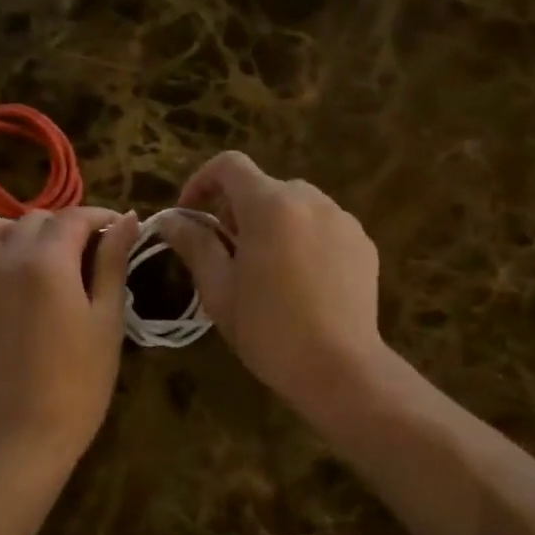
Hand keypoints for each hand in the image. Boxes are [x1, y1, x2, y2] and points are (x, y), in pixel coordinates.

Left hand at [0, 206, 138, 463]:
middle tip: (92, 252)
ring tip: (47, 259)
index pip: (74, 217)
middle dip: (66, 226)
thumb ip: (113, 262)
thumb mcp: (107, 318)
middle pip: (36, 219)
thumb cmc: (81, 379)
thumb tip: (126, 220)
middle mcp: (5, 257)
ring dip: (22, 231)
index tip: (121, 229)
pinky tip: (22, 281)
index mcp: (47, 261)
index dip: (101, 217)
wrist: (24, 429)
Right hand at [155, 152, 390, 417]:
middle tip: (229, 255)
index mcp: (270, 206)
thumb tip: (170, 219)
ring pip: (297, 207)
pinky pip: (324, 227)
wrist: (339, 368)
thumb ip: (194, 244)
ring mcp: (343, 220)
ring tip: (269, 272)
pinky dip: (305, 240)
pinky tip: (304, 283)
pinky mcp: (363, 243)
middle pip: (264, 188)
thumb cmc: (269, 331)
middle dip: (239, 212)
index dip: (202, 181)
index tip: (191, 214)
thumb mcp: (219, 291)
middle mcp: (310, 200)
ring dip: (274, 225)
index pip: (230, 166)